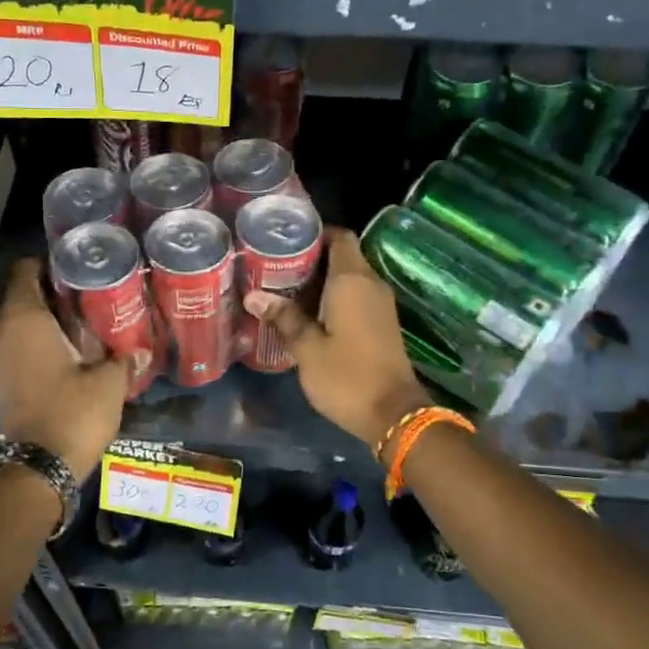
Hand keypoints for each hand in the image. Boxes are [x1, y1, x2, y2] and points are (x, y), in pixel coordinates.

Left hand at [0, 257, 130, 478]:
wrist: (38, 468)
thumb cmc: (73, 412)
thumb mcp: (109, 383)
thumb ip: (124, 359)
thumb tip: (139, 349)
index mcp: (24, 319)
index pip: (26, 269)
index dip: (51, 263)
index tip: (80, 268)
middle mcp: (2, 332)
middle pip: (24, 294)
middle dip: (55, 291)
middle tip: (92, 294)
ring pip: (21, 322)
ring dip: (48, 319)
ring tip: (85, 322)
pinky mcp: (0, 380)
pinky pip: (18, 346)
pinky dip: (39, 343)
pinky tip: (70, 352)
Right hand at [243, 228, 429, 449]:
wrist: (394, 415)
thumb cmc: (347, 376)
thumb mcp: (307, 349)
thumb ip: (283, 318)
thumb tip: (254, 296)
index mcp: (353, 281)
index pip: (340, 237)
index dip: (316, 234)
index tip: (287, 241)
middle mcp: (371, 284)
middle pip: (343, 256)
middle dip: (312, 259)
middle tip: (275, 267)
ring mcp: (380, 305)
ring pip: (349, 278)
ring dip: (321, 281)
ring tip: (285, 290)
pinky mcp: (382, 324)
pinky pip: (356, 297)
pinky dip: (334, 298)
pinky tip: (307, 313)